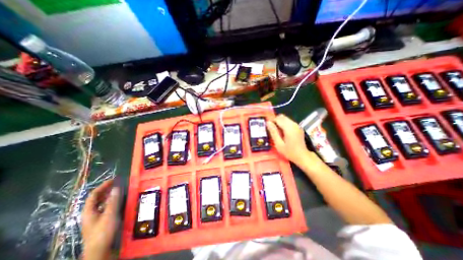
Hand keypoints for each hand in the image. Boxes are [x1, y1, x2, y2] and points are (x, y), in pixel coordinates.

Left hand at [82, 179, 119, 259]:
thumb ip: (113, 201)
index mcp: (89, 211)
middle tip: (118, 183)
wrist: (100, 250)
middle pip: (97, 198)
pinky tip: (118, 201)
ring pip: (101, 203)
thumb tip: (116, 187)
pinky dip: (112, 201)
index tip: (114, 179)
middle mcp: (90, 213)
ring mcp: (95, 217)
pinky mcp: (101, 221)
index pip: (94, 194)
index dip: (103, 186)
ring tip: (119, 190)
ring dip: (109, 195)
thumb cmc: (103, 232)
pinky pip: (105, 207)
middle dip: (106, 189)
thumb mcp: (110, 215)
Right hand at [266, 115, 316, 165]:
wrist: (303, 156)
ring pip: (285, 119)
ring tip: (277, 132)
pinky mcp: (298, 127)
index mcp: (289, 128)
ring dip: (279, 122)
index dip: (271, 121)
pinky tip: (283, 132)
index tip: (268, 127)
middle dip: (275, 121)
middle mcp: (294, 124)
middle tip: (272, 130)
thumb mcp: (279, 144)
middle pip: (282, 117)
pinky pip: (289, 122)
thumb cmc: (289, 152)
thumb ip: (273, 132)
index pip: (278, 118)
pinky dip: (284, 124)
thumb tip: (268, 122)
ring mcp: (297, 125)